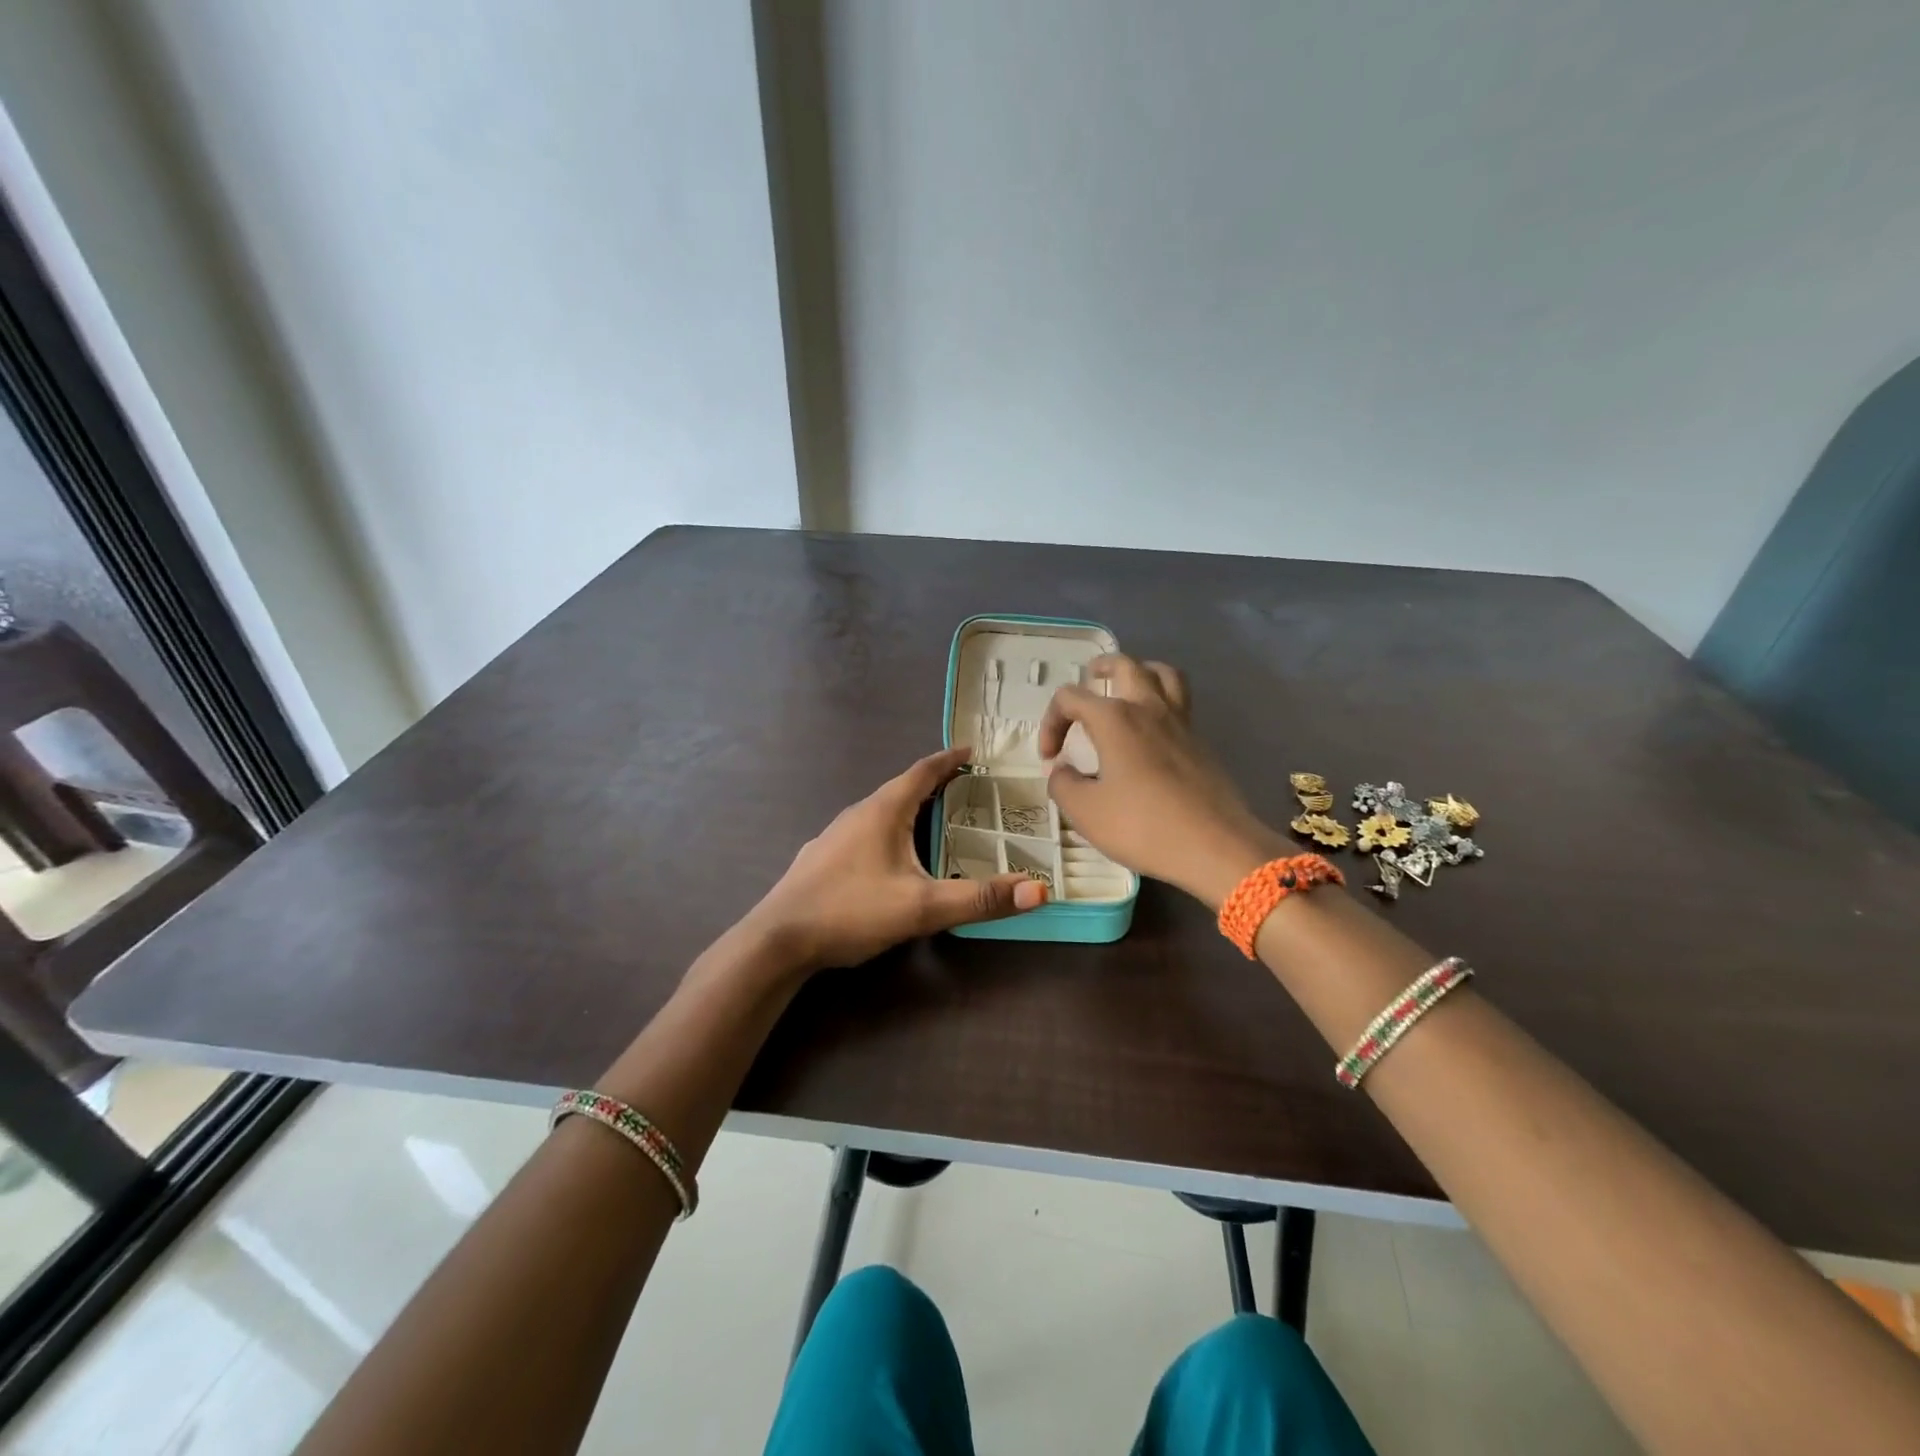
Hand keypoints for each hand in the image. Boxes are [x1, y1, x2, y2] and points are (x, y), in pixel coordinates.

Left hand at [746, 747, 1045, 972]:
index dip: (949, 759)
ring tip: (934, 818)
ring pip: (881, 811)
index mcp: (884, 810)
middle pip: (902, 787)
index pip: (923, 771)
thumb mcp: (922, 907)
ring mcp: (835, 834)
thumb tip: (1039, 890)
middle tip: (966, 787)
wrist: (778, 939)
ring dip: (910, 807)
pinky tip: (890, 856)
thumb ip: (980, 898)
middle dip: (935, 784)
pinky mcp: (822, 857)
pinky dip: (889, 829)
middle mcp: (858, 812)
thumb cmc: (851, 911)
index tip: (973, 751)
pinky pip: (865, 831)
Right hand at [1039, 656, 1285, 908]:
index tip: (1050, 757)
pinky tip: (1152, 731)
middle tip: (1090, 680)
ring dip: (1141, 672)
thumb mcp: (1085, 811)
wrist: (1214, 846)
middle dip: (1101, 668)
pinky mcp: (1201, 743)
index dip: (1051, 722)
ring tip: (1128, 688)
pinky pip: (1181, 703)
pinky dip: (1162, 702)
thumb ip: (1063, 784)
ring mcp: (1181, 723)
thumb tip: (1061, 771)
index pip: (1071, 698)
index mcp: (1114, 718)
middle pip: (1125, 665)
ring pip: (1163, 674)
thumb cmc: (1143, 825)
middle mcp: (1149, 708)